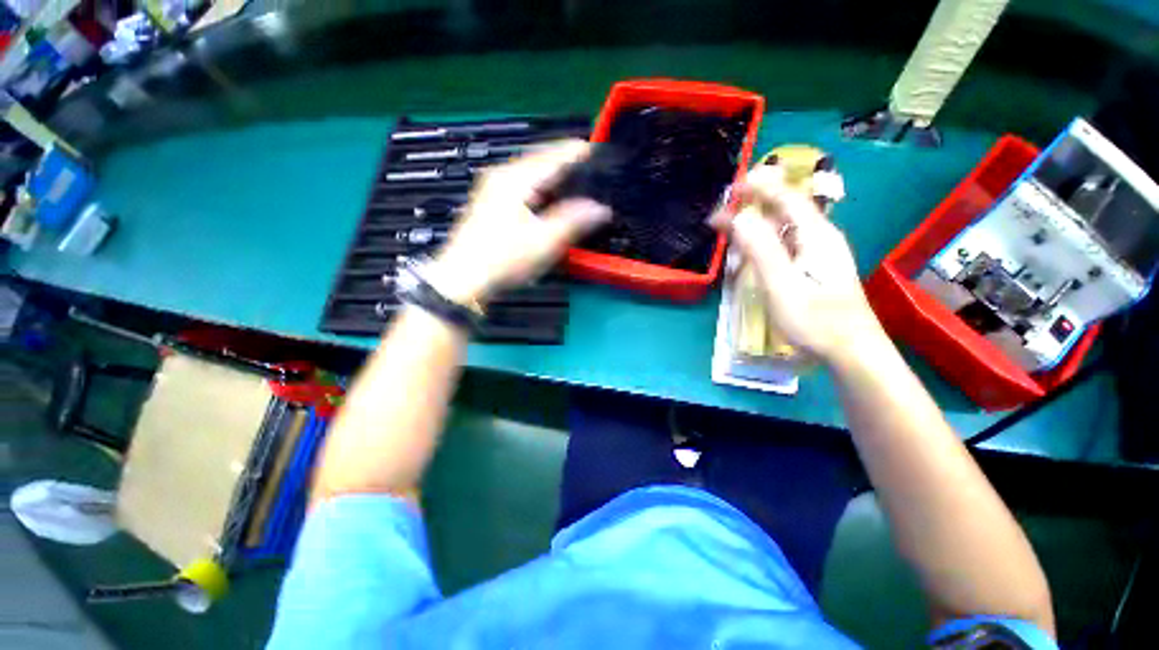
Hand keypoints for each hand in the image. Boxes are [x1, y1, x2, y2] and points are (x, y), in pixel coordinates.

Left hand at [426, 140, 610, 304]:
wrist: (464, 279)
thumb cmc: (505, 259)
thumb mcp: (545, 241)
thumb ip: (575, 221)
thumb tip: (601, 208)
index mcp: (516, 179)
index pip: (553, 155)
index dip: (577, 152)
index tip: (599, 151)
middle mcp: (502, 176)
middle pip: (540, 160)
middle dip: (566, 162)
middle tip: (591, 168)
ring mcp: (493, 189)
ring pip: (531, 173)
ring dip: (554, 175)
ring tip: (576, 181)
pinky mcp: (491, 204)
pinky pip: (523, 186)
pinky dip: (541, 188)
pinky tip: (550, 199)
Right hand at [712, 165, 885, 364]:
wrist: (851, 350)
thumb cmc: (815, 320)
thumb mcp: (782, 285)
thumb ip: (761, 249)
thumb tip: (739, 216)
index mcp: (816, 235)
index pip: (786, 198)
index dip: (759, 188)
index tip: (730, 188)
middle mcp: (821, 237)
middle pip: (787, 207)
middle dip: (757, 199)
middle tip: (727, 203)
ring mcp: (820, 252)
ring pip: (787, 224)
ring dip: (760, 217)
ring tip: (734, 220)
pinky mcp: (815, 266)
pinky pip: (787, 240)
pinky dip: (766, 235)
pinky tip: (755, 244)